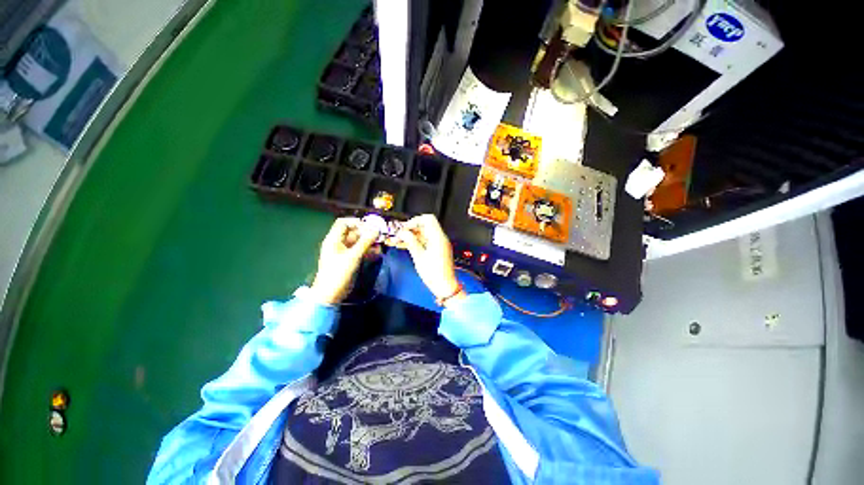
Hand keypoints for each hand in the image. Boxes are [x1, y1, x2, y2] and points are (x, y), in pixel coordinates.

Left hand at [309, 217, 379, 304]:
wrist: (331, 294)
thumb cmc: (338, 273)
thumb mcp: (353, 256)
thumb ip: (365, 242)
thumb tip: (376, 229)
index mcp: (334, 240)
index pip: (344, 223)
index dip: (356, 223)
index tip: (370, 226)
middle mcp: (339, 244)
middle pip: (354, 233)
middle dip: (367, 234)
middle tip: (380, 236)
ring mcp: (345, 253)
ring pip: (359, 243)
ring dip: (370, 243)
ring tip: (380, 245)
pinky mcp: (350, 261)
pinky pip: (360, 252)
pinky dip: (368, 251)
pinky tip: (377, 253)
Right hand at [397, 214, 465, 305]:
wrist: (444, 286)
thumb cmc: (433, 273)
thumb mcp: (419, 257)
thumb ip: (411, 242)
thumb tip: (403, 232)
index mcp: (438, 237)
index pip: (428, 219)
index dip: (415, 221)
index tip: (404, 228)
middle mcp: (440, 238)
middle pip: (425, 226)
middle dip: (411, 229)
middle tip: (398, 235)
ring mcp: (439, 244)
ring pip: (423, 234)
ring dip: (411, 236)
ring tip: (397, 241)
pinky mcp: (437, 250)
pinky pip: (425, 241)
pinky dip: (416, 242)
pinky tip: (404, 246)